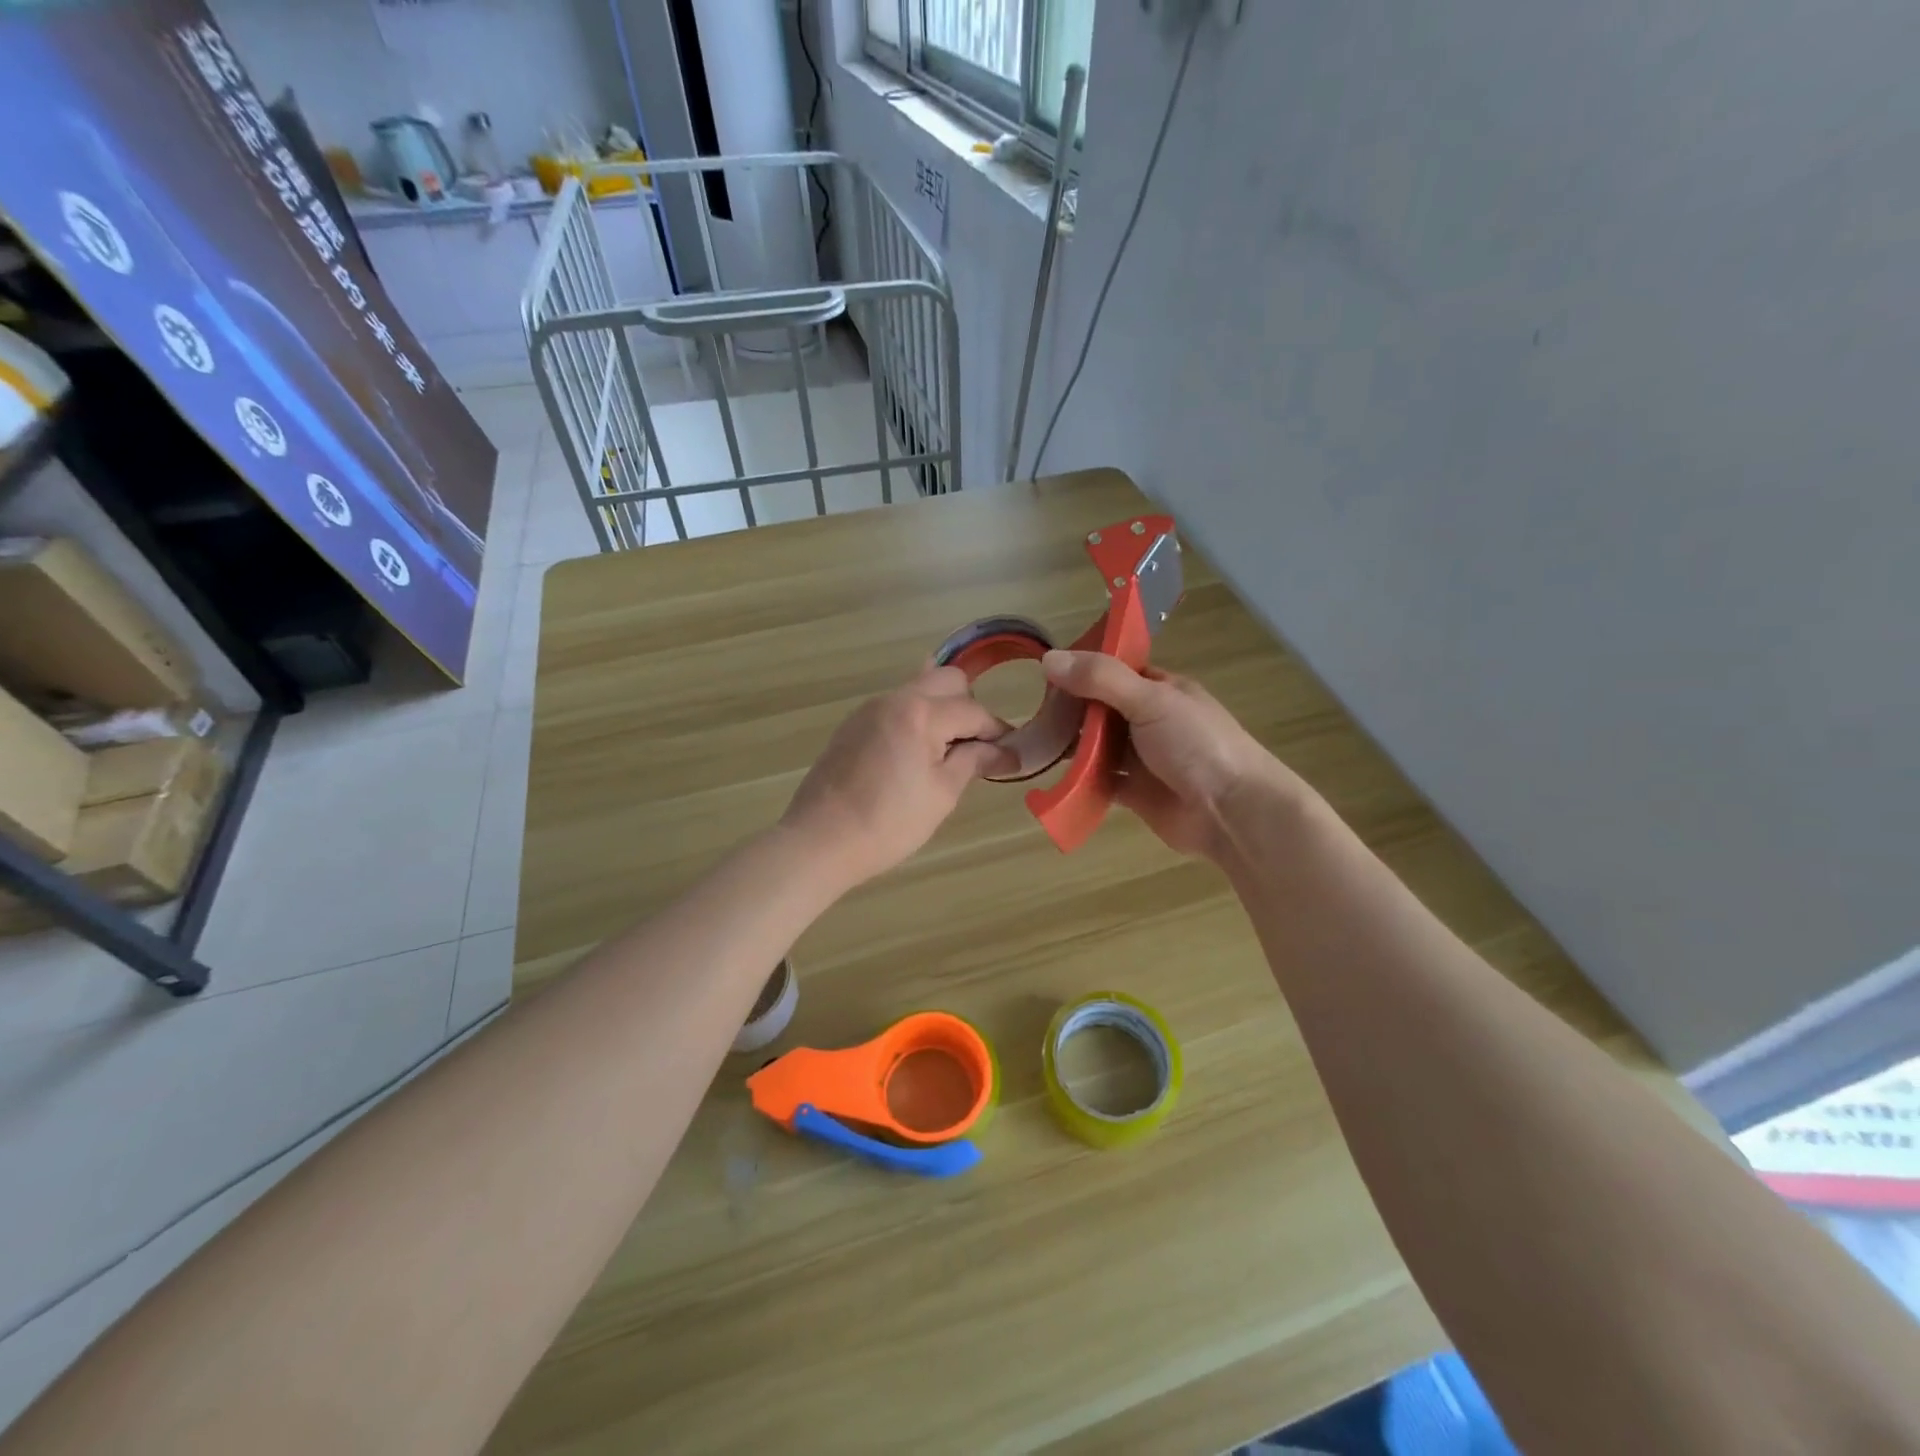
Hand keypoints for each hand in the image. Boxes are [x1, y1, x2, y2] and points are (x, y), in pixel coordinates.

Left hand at [783, 665, 1014, 888]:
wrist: (820, 840)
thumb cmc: (889, 823)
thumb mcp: (942, 794)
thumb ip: (974, 762)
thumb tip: (1008, 751)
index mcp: (920, 713)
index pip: (973, 711)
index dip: (997, 732)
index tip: (1010, 754)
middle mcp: (894, 699)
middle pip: (946, 681)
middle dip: (968, 708)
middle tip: (974, 747)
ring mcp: (869, 709)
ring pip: (918, 690)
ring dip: (940, 710)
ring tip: (945, 753)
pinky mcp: (852, 725)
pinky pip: (895, 707)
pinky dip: (914, 719)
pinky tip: (914, 755)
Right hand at [1041, 650, 1299, 862]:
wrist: (1232, 811)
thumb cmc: (1197, 744)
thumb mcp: (1150, 700)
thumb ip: (1101, 679)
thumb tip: (1048, 658)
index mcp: (1159, 689)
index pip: (1113, 670)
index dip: (1081, 669)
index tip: (1043, 673)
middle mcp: (1149, 720)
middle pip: (1100, 709)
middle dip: (1070, 711)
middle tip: (1031, 713)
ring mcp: (1142, 758)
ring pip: (1096, 746)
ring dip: (1071, 746)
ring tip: (1033, 745)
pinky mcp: (1134, 792)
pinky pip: (1098, 782)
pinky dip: (1078, 781)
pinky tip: (1053, 778)